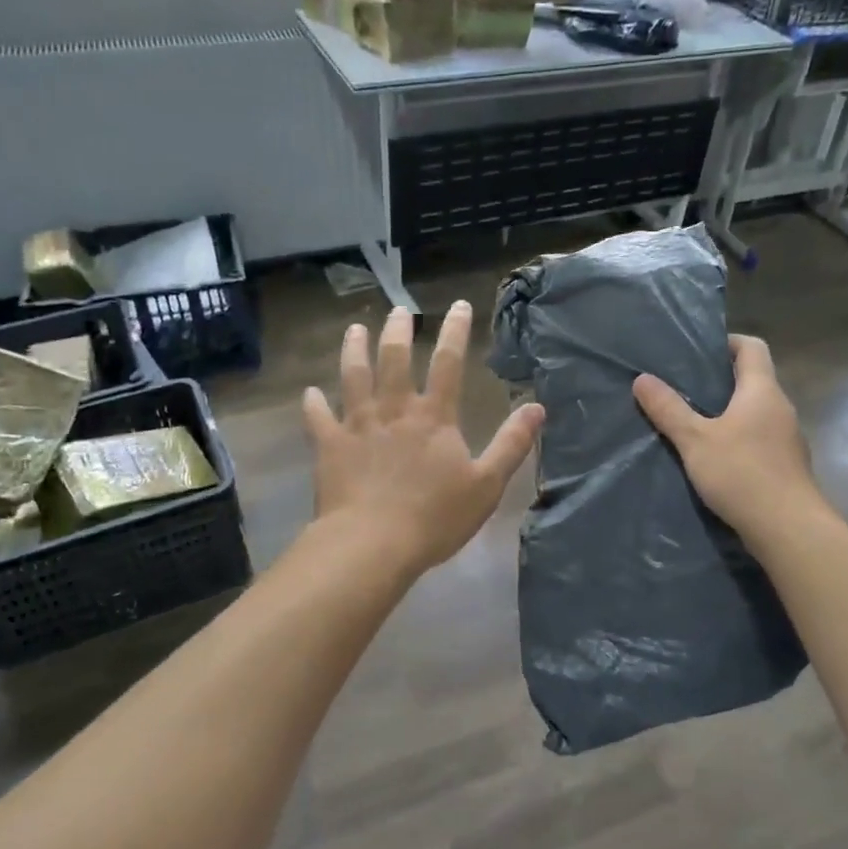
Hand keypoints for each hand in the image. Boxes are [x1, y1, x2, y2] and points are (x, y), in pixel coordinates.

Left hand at [304, 302, 544, 575]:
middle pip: (394, 359)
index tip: (458, 305)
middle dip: (398, 330)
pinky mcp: (329, 446)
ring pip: (354, 376)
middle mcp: (394, 410)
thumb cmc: (434, 517)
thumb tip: (537, 407)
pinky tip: (310, 393)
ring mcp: (358, 425)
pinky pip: (318, 418)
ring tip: (354, 330)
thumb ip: (511, 444)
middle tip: (398, 310)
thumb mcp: (487, 484)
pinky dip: (313, 404)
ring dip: (354, 350)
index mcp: (434, 417)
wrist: (372, 544)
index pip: (448, 363)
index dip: (455, 331)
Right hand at [631, 334, 819, 541]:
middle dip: (721, 380)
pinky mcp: (786, 466)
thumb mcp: (695, 440)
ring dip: (729, 413)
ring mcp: (787, 439)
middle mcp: (781, 408)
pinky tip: (715, 458)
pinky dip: (738, 439)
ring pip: (756, 412)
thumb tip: (642, 379)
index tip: (699, 351)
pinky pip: (759, 439)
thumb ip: (668, 409)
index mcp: (762, 391)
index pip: (752, 347)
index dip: (727, 342)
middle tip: (684, 386)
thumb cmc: (742, 473)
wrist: (788, 529)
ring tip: (694, 422)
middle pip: (753, 380)